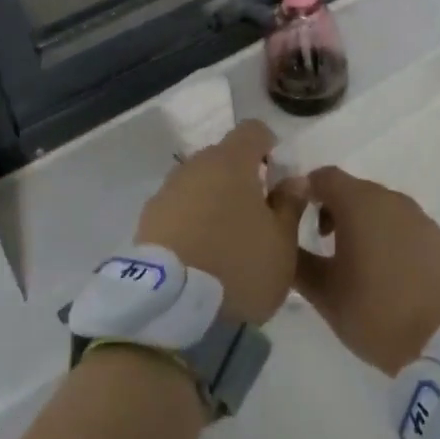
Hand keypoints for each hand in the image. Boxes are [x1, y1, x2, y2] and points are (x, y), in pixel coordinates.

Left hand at [136, 120, 307, 326]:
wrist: (170, 308)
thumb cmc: (238, 268)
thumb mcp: (282, 244)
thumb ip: (290, 205)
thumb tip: (293, 180)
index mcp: (231, 162)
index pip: (253, 131)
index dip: (268, 146)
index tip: (277, 175)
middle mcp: (194, 166)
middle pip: (223, 158)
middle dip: (241, 178)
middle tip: (256, 215)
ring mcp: (166, 192)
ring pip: (198, 184)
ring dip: (213, 200)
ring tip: (226, 240)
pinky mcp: (146, 220)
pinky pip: (177, 209)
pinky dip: (191, 221)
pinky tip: (200, 254)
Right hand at [292, 168, 439, 373]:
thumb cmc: (377, 313)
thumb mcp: (325, 293)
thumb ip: (297, 262)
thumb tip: (282, 242)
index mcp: (360, 203)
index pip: (323, 177)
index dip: (303, 191)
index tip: (292, 217)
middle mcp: (392, 199)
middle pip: (353, 190)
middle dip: (332, 209)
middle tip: (320, 244)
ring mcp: (421, 218)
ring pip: (380, 208)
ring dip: (362, 224)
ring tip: (354, 263)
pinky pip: (404, 226)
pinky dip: (388, 237)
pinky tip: (387, 273)